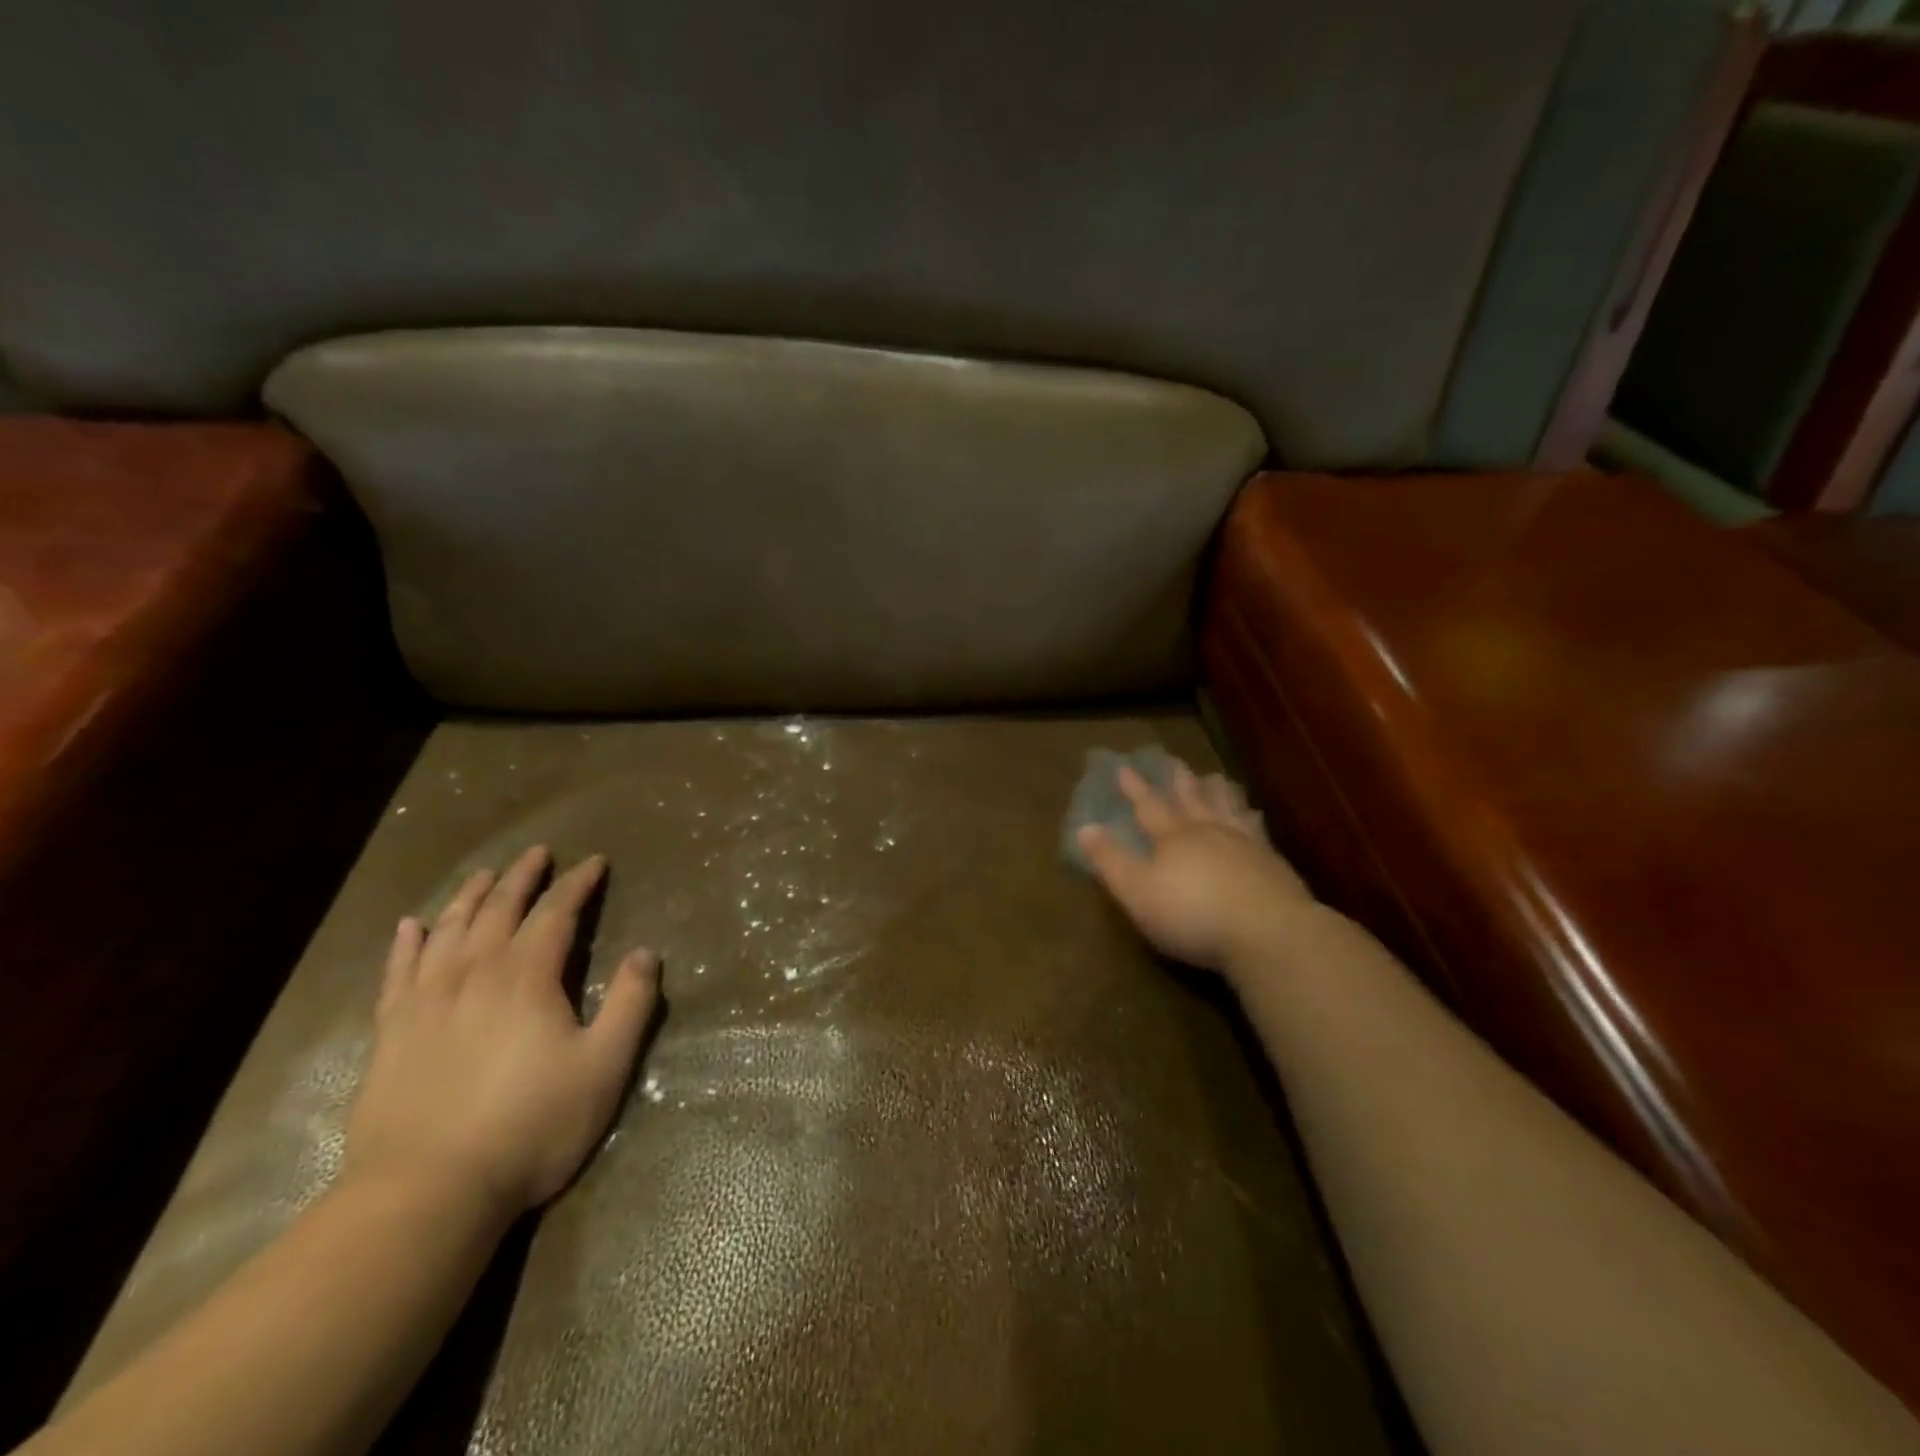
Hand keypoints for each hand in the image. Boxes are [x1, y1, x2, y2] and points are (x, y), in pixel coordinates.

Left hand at [344, 846, 658, 1215]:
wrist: (426, 1193)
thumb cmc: (530, 1126)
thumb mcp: (604, 1067)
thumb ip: (631, 1004)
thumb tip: (646, 953)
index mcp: (526, 977)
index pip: (556, 913)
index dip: (577, 884)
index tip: (594, 862)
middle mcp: (473, 975)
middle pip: (498, 910)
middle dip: (522, 878)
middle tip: (537, 852)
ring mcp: (425, 1002)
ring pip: (447, 931)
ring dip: (469, 897)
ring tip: (484, 874)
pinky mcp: (391, 1034)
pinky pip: (397, 972)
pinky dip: (405, 944)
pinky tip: (411, 926)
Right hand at [1077, 761, 1314, 976]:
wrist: (1267, 932)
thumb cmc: (1191, 913)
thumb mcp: (1137, 891)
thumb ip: (1111, 860)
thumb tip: (1084, 828)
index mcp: (1173, 837)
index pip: (1149, 806)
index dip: (1135, 788)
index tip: (1124, 766)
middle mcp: (1208, 831)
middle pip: (1192, 799)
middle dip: (1179, 781)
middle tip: (1175, 761)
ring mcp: (1245, 845)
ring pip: (1228, 808)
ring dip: (1219, 792)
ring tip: (1217, 777)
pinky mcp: (1273, 864)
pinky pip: (1258, 831)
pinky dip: (1252, 818)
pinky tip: (1255, 817)